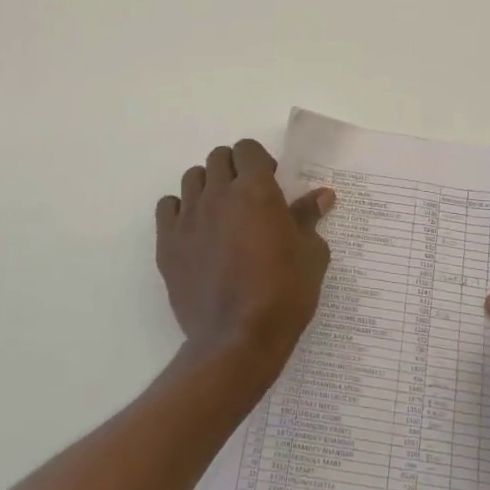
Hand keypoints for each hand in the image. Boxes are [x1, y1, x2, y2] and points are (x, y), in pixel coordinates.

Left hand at [155, 139, 334, 384]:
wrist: (238, 339)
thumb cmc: (284, 293)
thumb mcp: (311, 254)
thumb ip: (309, 218)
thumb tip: (322, 195)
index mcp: (256, 190)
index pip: (248, 149)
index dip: (259, 160)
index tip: (270, 182)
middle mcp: (219, 194)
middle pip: (218, 158)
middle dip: (234, 169)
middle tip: (247, 196)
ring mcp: (189, 218)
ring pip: (192, 178)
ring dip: (208, 186)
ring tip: (220, 212)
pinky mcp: (168, 243)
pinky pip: (167, 207)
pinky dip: (180, 210)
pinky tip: (195, 231)